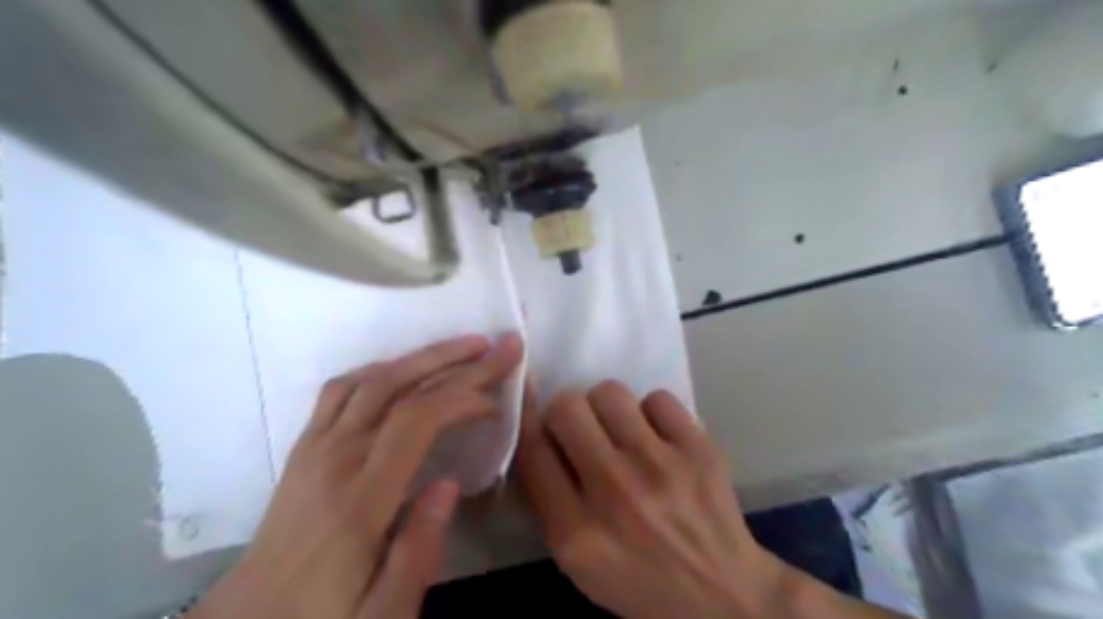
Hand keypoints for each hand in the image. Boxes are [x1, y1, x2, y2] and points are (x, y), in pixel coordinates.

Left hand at [192, 334, 521, 618]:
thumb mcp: (380, 616)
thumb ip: (418, 552)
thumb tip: (451, 484)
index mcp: (360, 501)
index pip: (415, 421)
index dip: (461, 397)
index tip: (496, 402)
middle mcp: (335, 459)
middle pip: (398, 387)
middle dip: (456, 360)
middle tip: (500, 346)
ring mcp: (315, 446)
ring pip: (371, 379)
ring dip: (422, 355)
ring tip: (464, 346)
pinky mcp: (305, 445)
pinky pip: (342, 389)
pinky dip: (383, 368)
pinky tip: (408, 369)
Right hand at [516, 383, 791, 618]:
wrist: (723, 595)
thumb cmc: (640, 580)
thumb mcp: (577, 563)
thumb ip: (548, 503)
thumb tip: (537, 439)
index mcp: (577, 532)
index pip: (531, 449)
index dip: (527, 421)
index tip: (533, 412)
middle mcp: (615, 491)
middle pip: (567, 408)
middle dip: (565, 412)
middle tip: (580, 428)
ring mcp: (660, 465)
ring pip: (610, 392)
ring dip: (606, 408)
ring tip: (619, 430)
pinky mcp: (698, 448)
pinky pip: (658, 398)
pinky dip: (651, 413)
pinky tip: (657, 438)